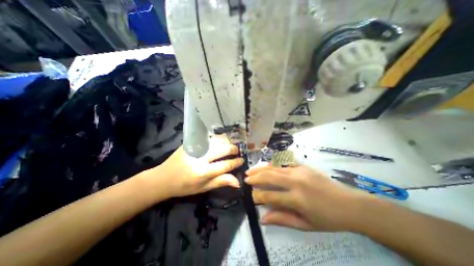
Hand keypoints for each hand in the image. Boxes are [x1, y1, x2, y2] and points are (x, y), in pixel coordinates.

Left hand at [140, 145, 244, 200]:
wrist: (163, 178)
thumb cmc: (184, 186)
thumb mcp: (203, 188)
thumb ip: (221, 182)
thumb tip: (238, 181)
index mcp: (203, 172)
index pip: (226, 165)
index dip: (236, 162)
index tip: (242, 160)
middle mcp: (200, 158)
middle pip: (223, 149)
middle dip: (233, 149)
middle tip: (237, 151)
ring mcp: (195, 148)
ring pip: (216, 141)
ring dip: (226, 142)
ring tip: (230, 146)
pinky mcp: (190, 143)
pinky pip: (207, 138)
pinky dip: (216, 139)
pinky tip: (220, 141)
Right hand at [245, 165, 373, 230]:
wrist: (350, 204)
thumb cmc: (328, 218)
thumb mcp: (305, 224)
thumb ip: (282, 219)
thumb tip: (263, 218)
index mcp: (297, 199)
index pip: (270, 195)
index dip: (258, 196)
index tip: (251, 197)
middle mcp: (296, 182)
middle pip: (270, 177)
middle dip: (255, 178)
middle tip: (246, 178)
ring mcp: (300, 171)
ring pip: (275, 167)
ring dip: (261, 168)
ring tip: (251, 170)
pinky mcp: (303, 166)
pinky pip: (284, 163)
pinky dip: (273, 164)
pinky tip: (266, 165)